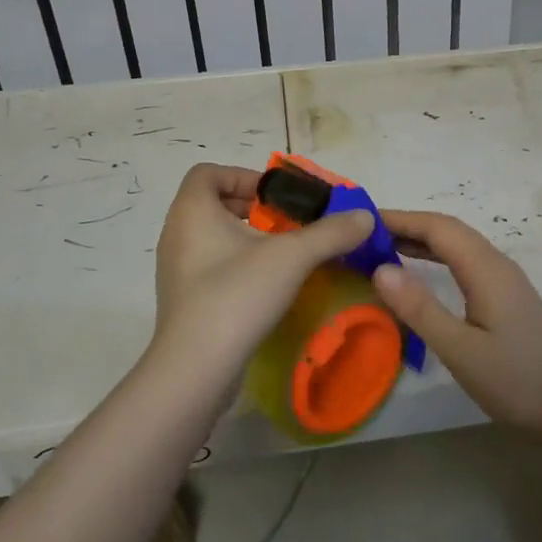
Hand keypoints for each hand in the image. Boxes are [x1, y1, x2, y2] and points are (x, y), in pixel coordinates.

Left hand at [148, 164, 373, 375]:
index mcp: (191, 210)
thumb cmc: (237, 295)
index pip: (209, 172)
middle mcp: (176, 233)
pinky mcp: (183, 299)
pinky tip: (266, 285)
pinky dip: (236, 263)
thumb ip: (331, 233)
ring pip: (212, 236)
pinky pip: (210, 265)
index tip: (277, 197)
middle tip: (286, 224)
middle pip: (212, 202)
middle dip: (253, 208)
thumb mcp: (292, 257)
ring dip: (246, 237)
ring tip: (282, 254)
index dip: (245, 176)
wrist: (195, 369)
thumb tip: (365, 218)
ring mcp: (176, 269)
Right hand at [372, 210, 541, 432]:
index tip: (361, 221)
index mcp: (485, 268)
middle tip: (364, 235)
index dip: (400, 218)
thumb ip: (420, 308)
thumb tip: (380, 268)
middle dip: (407, 225)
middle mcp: (496, 263)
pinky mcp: (506, 295)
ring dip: (421, 240)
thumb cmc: (515, 380)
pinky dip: (436, 257)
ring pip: (458, 244)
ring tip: (382, 248)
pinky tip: (420, 272)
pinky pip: (465, 261)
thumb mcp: (460, 349)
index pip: (438, 227)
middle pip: (448, 229)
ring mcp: (504, 278)